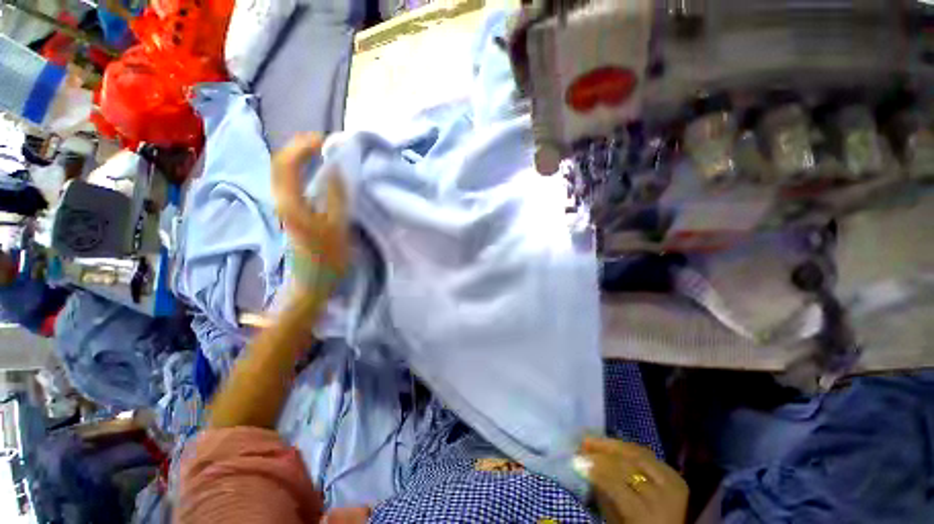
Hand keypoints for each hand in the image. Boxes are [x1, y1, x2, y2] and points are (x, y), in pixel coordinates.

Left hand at [271, 134, 349, 290]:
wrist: (313, 283)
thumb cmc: (327, 260)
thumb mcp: (338, 229)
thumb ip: (336, 198)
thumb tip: (336, 170)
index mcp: (290, 205)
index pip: (286, 164)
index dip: (302, 146)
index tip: (325, 140)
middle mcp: (280, 201)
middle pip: (280, 164)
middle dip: (299, 147)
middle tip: (324, 143)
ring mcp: (284, 207)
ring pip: (284, 173)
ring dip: (300, 158)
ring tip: (321, 152)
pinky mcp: (290, 212)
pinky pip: (291, 183)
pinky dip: (301, 171)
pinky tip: (317, 173)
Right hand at [579, 437, 687, 523]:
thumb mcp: (617, 522)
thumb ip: (603, 495)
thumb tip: (585, 467)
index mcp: (647, 516)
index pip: (617, 485)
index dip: (596, 470)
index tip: (576, 460)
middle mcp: (664, 496)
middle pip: (628, 465)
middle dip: (602, 453)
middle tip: (582, 444)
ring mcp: (671, 482)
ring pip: (637, 454)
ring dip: (612, 445)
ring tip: (594, 440)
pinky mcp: (674, 474)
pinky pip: (646, 454)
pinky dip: (627, 448)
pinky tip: (612, 445)